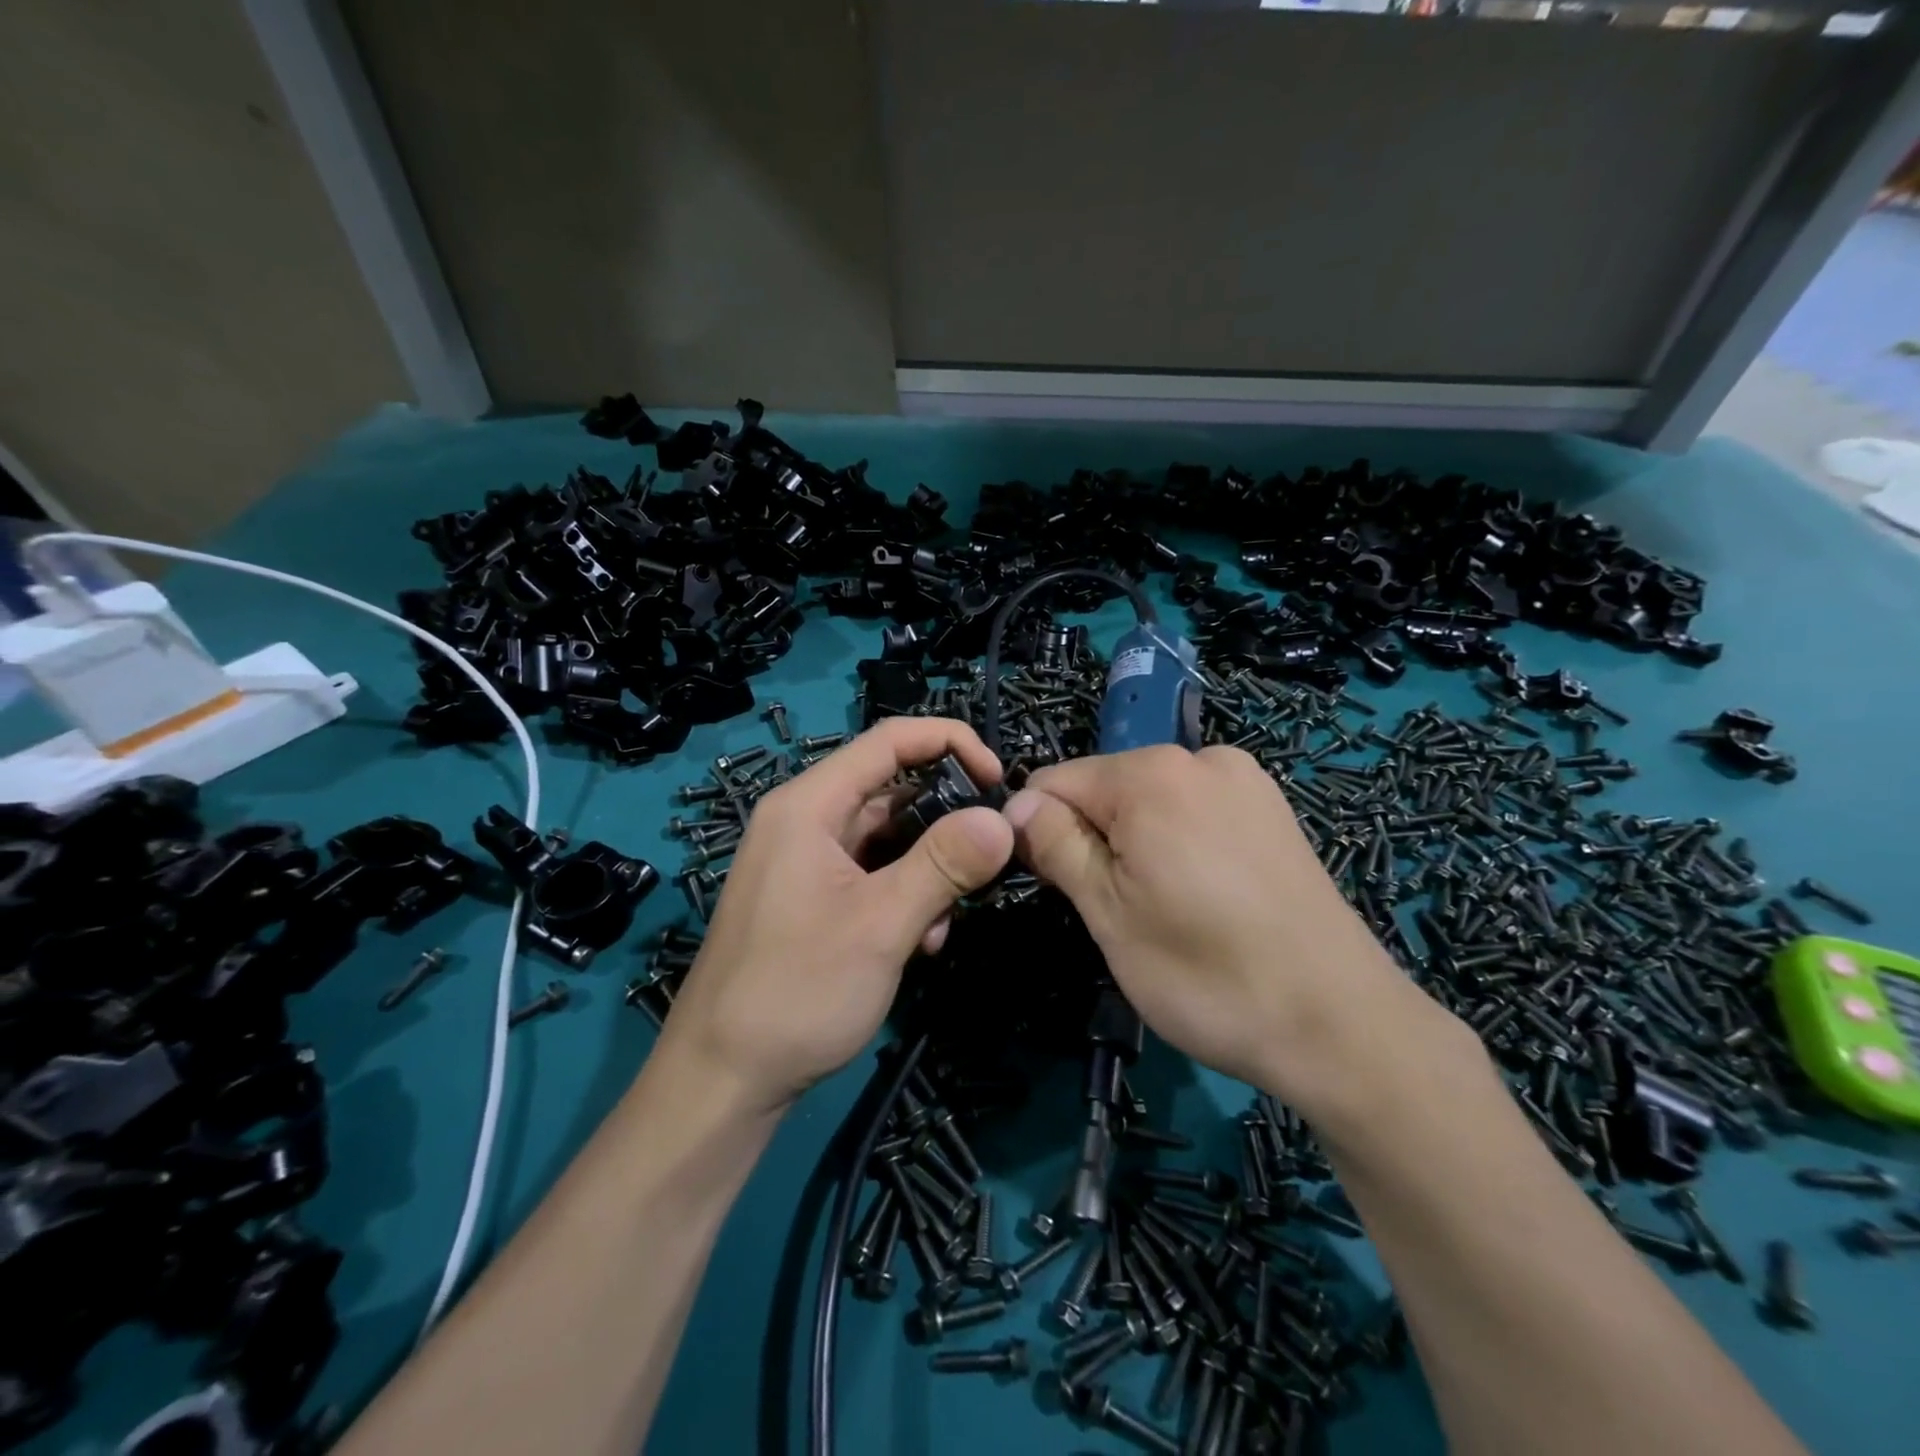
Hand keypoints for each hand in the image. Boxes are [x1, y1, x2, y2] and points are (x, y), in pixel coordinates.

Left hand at [661, 718, 1014, 1113]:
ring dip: (929, 870)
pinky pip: (872, 874)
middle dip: (945, 821)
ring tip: (943, 923)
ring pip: (888, 838)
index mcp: (809, 805)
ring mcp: (807, 861)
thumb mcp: (882, 924)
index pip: (890, 740)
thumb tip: (1002, 817)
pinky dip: (905, 896)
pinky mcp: (812, 898)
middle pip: (892, 790)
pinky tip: (919, 945)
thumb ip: (944, 863)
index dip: (951, 743)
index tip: (999, 780)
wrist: (722, 1080)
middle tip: (988, 859)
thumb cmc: (797, 991)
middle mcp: (805, 820)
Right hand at [1003, 745, 1453, 1121]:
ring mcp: (1244, 780)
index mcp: (1150, 774)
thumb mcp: (1109, 914)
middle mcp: (1199, 757)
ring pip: (1148, 800)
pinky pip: (1194, 810)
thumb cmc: (1207, 975)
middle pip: (1104, 787)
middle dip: (1092, 837)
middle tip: (1117, 909)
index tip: (1054, 887)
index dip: (1038, 832)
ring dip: (1134, 842)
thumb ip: (1056, 845)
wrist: (1341, 1025)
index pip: (1053, 782)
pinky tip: (1204, 895)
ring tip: (1166, 908)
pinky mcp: (1272, 809)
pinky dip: (1178, 842)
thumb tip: (1015, 805)